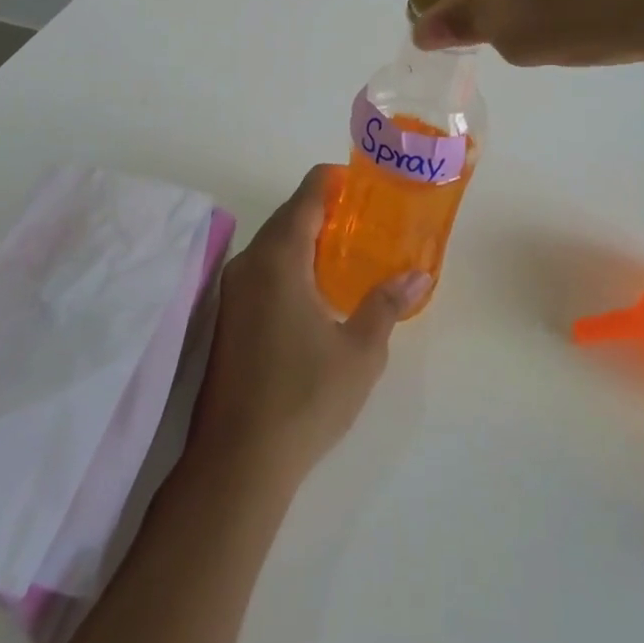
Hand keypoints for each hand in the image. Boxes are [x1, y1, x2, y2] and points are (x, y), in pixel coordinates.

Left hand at [189, 167, 430, 486]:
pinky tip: (315, 291)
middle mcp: (249, 262)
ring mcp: (232, 291)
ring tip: (348, 252)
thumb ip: (386, 304)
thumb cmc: (305, 397)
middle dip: (326, 211)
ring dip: (306, 239)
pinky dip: (289, 264)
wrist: (237, 462)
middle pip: (289, 216)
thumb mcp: (360, 352)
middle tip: (367, 221)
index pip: (308, 194)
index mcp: (280, 257)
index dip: (336, 181)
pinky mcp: (226, 317)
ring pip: (273, 245)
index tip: (366, 185)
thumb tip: (417, 275)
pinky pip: (262, 270)